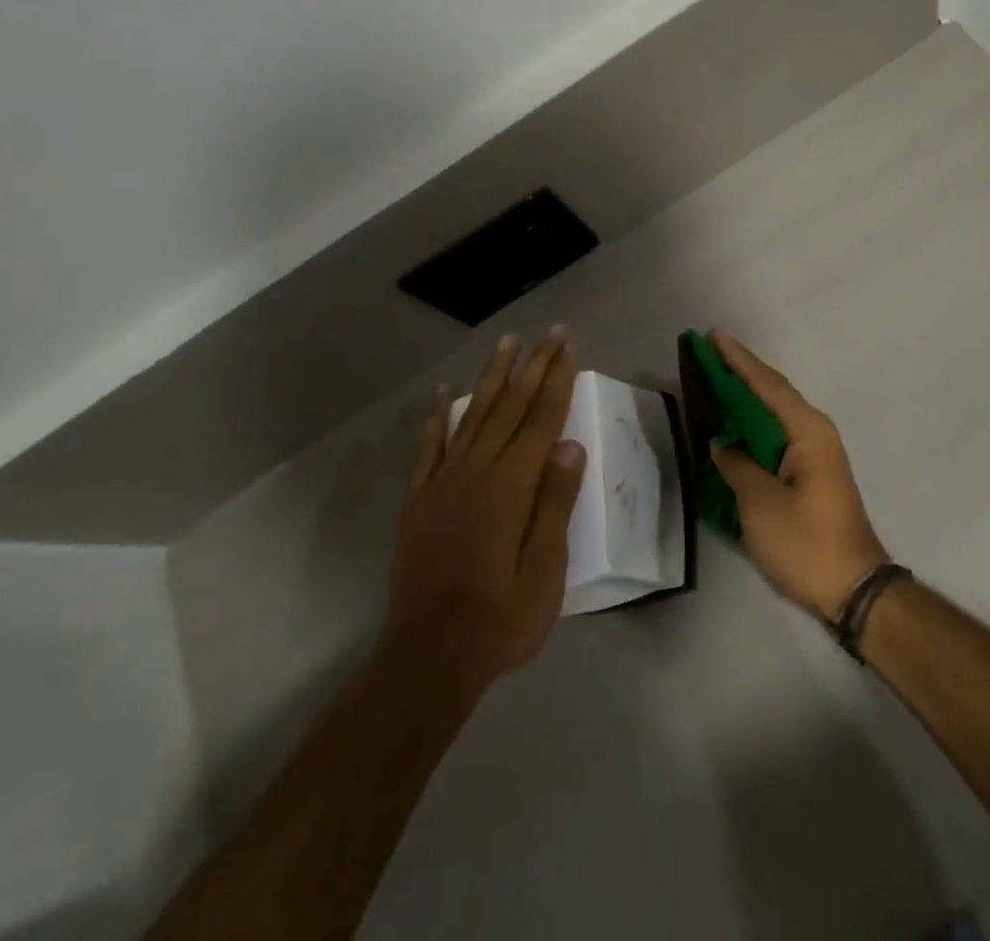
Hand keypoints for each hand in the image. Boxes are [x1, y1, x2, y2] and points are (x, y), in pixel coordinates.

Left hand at [379, 329, 586, 696]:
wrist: (429, 657)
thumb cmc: (501, 618)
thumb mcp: (546, 568)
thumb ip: (555, 502)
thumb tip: (570, 445)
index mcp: (512, 485)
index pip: (542, 419)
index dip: (557, 379)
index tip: (568, 345)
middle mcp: (477, 471)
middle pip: (510, 405)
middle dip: (533, 365)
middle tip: (550, 332)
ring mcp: (443, 482)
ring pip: (472, 414)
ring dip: (491, 376)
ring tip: (506, 342)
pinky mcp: (419, 499)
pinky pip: (428, 446)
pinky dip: (435, 416)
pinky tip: (441, 393)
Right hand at [707, 331, 889, 620]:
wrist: (854, 586)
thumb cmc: (805, 541)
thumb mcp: (760, 503)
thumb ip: (736, 465)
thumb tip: (721, 444)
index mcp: (806, 430)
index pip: (766, 385)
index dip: (738, 361)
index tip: (713, 337)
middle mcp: (815, 431)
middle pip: (773, 392)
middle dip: (741, 372)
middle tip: (707, 353)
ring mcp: (816, 452)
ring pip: (775, 413)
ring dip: (747, 397)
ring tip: (715, 380)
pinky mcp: (812, 472)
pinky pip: (778, 434)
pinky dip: (755, 424)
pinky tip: (735, 424)